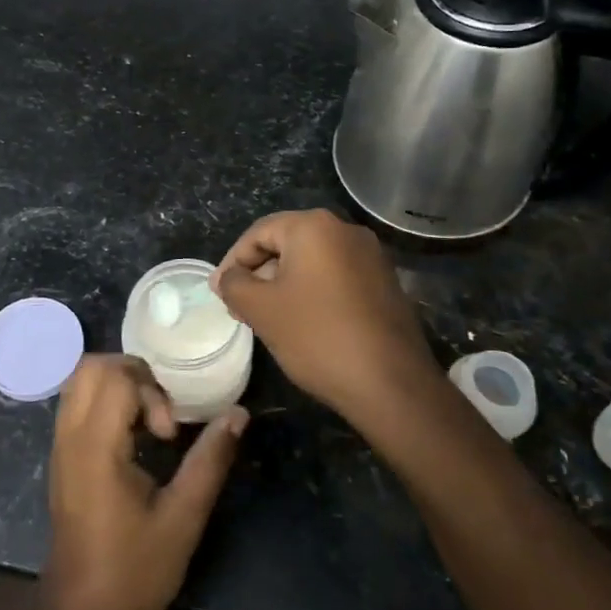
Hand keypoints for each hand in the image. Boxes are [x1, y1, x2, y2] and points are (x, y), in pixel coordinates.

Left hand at [42, 355, 247, 609]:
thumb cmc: (133, 572)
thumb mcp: (183, 518)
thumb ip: (210, 459)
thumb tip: (238, 414)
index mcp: (95, 446)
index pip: (116, 376)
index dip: (151, 391)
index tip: (169, 435)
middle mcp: (70, 436)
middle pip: (92, 367)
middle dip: (134, 375)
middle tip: (162, 414)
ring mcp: (60, 446)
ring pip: (80, 382)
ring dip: (119, 387)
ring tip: (150, 424)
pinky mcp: (61, 459)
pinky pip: (77, 405)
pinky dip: (105, 403)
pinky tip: (133, 439)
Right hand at [213, 209, 441, 421]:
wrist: (390, 383)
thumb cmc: (317, 336)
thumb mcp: (261, 310)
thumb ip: (234, 285)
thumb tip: (226, 278)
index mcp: (314, 226)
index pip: (258, 233)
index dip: (232, 262)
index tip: (219, 293)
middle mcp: (346, 230)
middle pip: (287, 243)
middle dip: (259, 273)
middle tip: (240, 306)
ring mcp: (371, 256)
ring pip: (312, 262)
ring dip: (285, 284)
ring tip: (269, 318)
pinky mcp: (385, 282)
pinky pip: (337, 277)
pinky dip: (313, 292)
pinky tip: (304, 324)